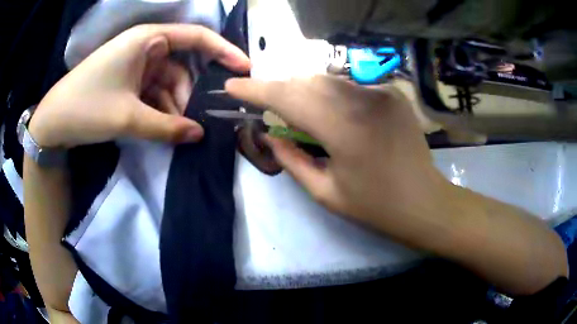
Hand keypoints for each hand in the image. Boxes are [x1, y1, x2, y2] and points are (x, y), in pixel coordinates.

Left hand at [29, 24, 250, 147]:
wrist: (53, 121)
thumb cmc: (87, 107)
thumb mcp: (127, 118)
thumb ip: (166, 127)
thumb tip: (199, 134)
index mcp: (148, 40)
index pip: (196, 37)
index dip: (223, 51)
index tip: (244, 69)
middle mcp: (145, 47)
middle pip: (181, 67)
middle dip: (190, 95)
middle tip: (198, 123)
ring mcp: (135, 65)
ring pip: (166, 84)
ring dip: (173, 108)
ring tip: (177, 133)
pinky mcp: (127, 81)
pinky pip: (152, 93)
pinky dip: (159, 111)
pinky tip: (161, 130)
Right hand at [226, 76, 448, 232]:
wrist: (424, 202)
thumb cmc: (375, 206)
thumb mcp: (325, 193)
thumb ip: (291, 159)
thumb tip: (270, 134)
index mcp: (342, 129)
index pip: (287, 96)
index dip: (255, 89)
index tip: (232, 86)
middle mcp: (362, 100)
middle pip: (305, 81)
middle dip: (279, 89)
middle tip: (266, 104)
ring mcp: (380, 92)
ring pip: (327, 79)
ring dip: (304, 89)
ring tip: (297, 109)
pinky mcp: (392, 93)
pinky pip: (350, 85)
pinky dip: (331, 93)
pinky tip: (332, 110)